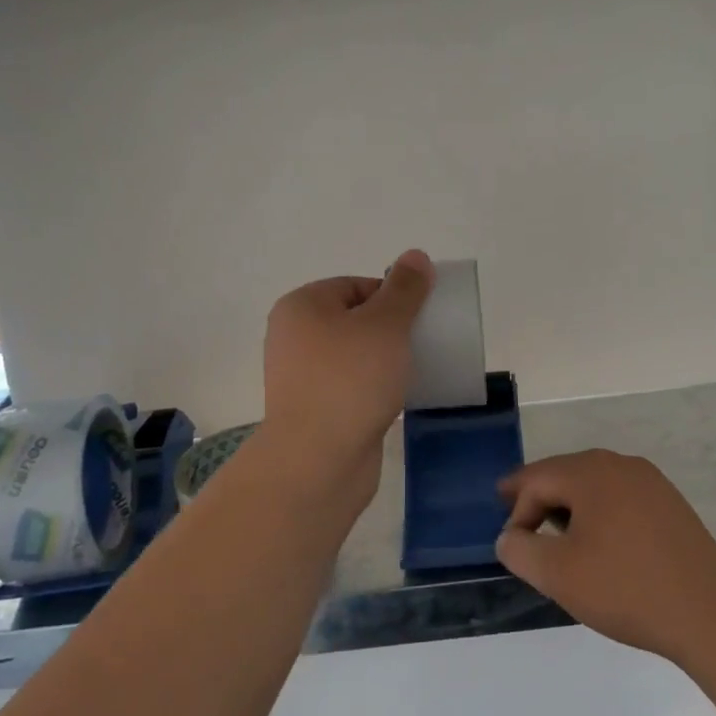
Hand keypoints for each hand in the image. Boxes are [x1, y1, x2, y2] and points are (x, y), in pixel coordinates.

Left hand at [263, 250, 434, 469]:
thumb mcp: (385, 324)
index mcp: (302, 306)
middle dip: (392, 330)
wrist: (318, 460)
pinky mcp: (315, 411)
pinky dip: (375, 388)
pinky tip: (398, 398)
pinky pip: (353, 387)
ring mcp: (302, 377)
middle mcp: (294, 337)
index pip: (356, 285)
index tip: (419, 319)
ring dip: (386, 361)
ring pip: (355, 356)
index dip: (393, 297)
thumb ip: (404, 289)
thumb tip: (415, 256)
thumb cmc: (350, 380)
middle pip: (356, 320)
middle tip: (421, 345)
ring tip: (414, 372)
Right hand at [496, 450, 715, 660]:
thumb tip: (510, 537)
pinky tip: (600, 541)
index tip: (511, 544)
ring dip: (569, 504)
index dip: (516, 509)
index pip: (537, 479)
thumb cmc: (625, 587)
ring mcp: (650, 481)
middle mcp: (620, 464)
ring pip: (594, 484)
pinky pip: (620, 497)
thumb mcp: (558, 574)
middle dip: (539, 496)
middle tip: (518, 518)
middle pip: (565, 473)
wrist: (708, 610)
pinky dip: (599, 512)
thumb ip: (520, 551)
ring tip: (556, 534)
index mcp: (590, 472)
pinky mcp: (669, 503)